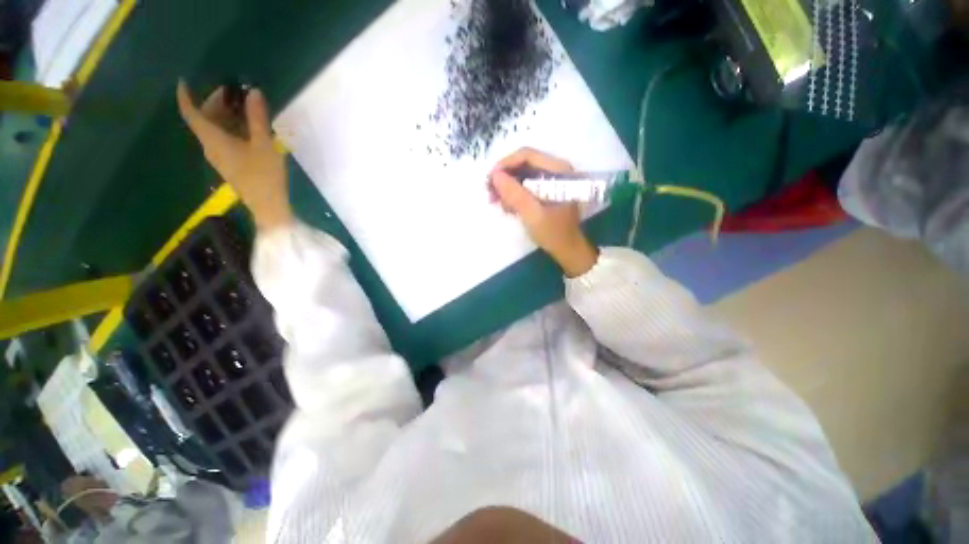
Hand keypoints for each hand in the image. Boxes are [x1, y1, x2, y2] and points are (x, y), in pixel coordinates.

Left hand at [176, 81, 291, 229]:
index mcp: (213, 138)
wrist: (268, 205)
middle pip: (204, 119)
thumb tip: (254, 92)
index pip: (191, 112)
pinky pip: (223, 139)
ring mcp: (219, 156)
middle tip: (235, 92)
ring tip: (245, 107)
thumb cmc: (264, 174)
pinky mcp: (230, 163)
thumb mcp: (264, 144)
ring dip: (225, 115)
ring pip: (214, 129)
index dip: (185, 95)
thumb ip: (258, 118)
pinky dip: (231, 128)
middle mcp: (210, 146)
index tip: (185, 80)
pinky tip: (248, 127)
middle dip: (215, 102)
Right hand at [490, 148, 597, 276]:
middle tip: (490, 193)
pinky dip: (514, 194)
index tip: (490, 179)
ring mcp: (551, 181)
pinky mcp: (546, 191)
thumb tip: (495, 175)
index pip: (527, 155)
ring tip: (496, 202)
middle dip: (505, 178)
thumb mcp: (532, 214)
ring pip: (523, 175)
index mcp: (558, 170)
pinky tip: (507, 207)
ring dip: (507, 187)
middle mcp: (555, 170)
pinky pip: (526, 186)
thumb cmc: (553, 233)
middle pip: (524, 164)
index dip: (506, 164)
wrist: (567, 250)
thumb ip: (514, 194)